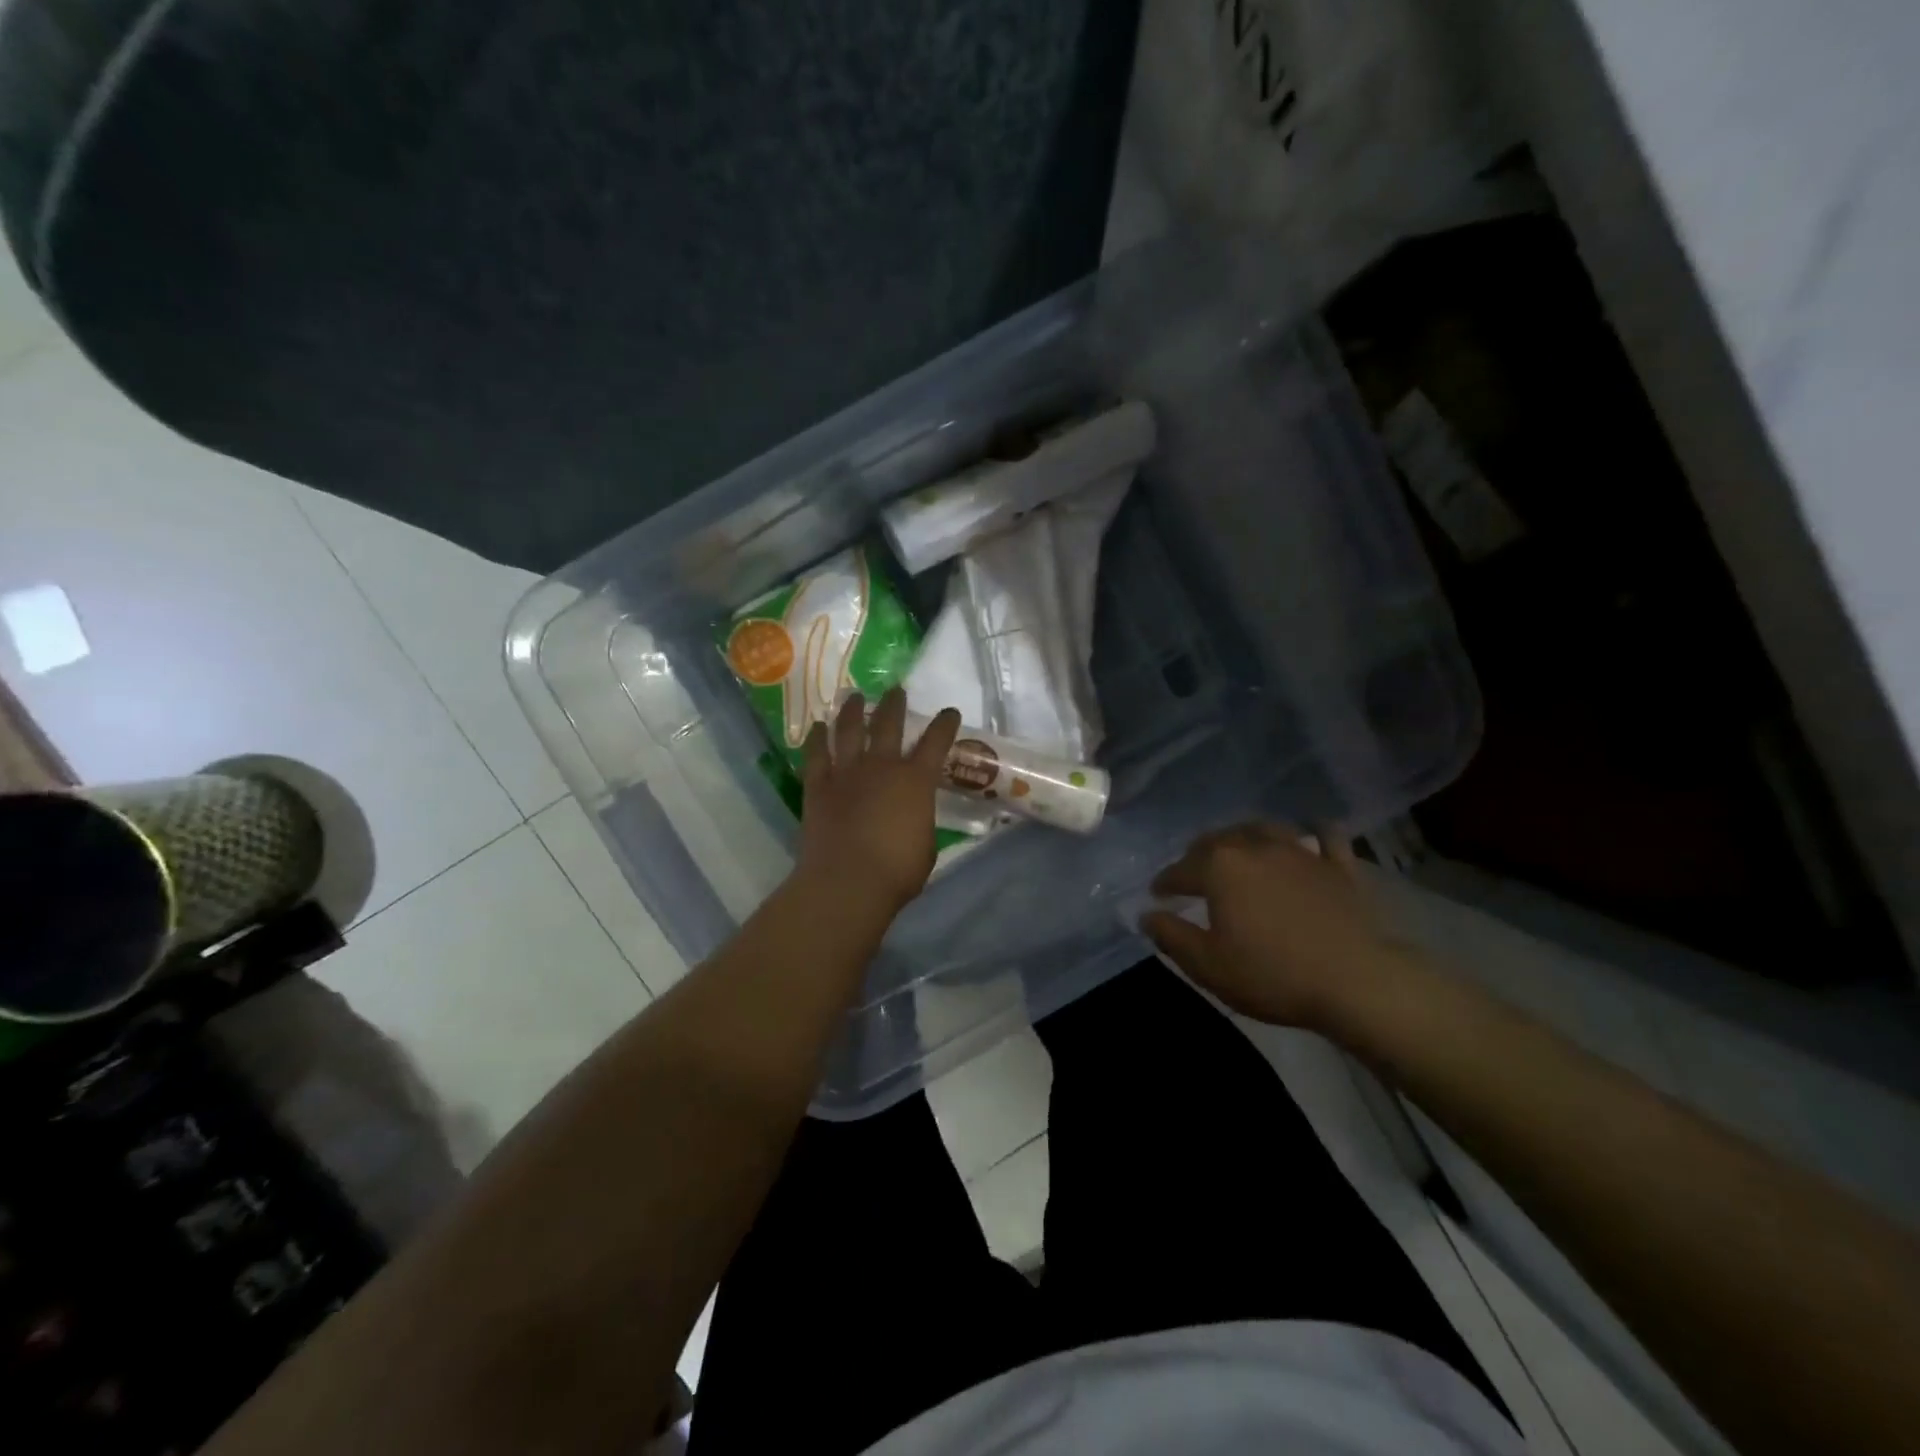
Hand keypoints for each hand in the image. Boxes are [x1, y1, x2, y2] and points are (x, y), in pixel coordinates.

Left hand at [795, 689, 962, 915]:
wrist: (848, 882)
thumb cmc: (898, 871)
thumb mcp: (926, 846)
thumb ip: (921, 822)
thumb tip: (914, 817)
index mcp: (916, 781)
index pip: (936, 743)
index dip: (945, 725)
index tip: (949, 712)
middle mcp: (882, 766)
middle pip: (889, 724)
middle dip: (894, 704)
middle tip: (895, 690)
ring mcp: (847, 772)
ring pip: (850, 730)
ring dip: (853, 710)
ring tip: (855, 696)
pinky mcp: (818, 786)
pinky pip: (816, 754)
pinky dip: (817, 738)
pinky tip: (818, 726)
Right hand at [1141, 822, 1403, 1029]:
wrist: (1356, 982)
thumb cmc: (1272, 975)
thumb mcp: (1208, 965)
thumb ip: (1171, 935)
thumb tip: (1147, 915)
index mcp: (1219, 867)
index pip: (1180, 870)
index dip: (1165, 883)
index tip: (1157, 895)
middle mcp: (1255, 846)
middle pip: (1217, 840)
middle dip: (1198, 854)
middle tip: (1192, 872)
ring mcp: (1300, 851)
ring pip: (1263, 829)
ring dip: (1244, 836)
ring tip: (1238, 849)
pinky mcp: (1338, 865)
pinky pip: (1324, 836)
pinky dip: (1312, 833)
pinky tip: (1309, 837)